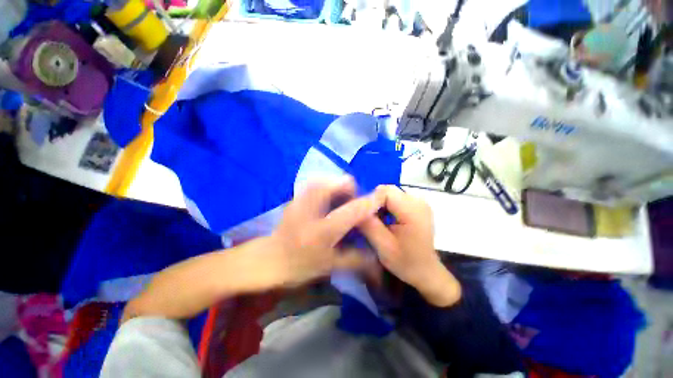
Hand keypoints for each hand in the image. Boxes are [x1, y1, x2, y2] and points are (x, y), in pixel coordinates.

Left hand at [267, 178, 382, 286]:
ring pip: (325, 179)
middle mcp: (311, 209)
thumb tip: (377, 255)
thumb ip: (356, 259)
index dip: (369, 202)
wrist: (270, 259)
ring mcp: (300, 200)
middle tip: (352, 202)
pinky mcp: (295, 197)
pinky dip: (326, 185)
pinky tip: (327, 198)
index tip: (381, 195)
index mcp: (323, 230)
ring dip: (338, 185)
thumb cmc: (299, 266)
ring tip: (340, 199)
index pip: (352, 211)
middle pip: (336, 184)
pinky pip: (315, 182)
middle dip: (350, 189)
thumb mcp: (330, 266)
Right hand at [359, 185, 460, 306]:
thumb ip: (368, 224)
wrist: (426, 272)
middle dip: (375, 203)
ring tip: (379, 222)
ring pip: (391, 193)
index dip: (370, 201)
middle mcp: (418, 200)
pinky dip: (388, 207)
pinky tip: (387, 220)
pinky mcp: (417, 205)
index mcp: (412, 210)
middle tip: (371, 221)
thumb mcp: (382, 245)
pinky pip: (396, 198)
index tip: (364, 216)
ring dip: (381, 205)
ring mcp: (419, 202)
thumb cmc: (405, 262)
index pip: (384, 191)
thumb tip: (353, 207)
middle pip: (388, 190)